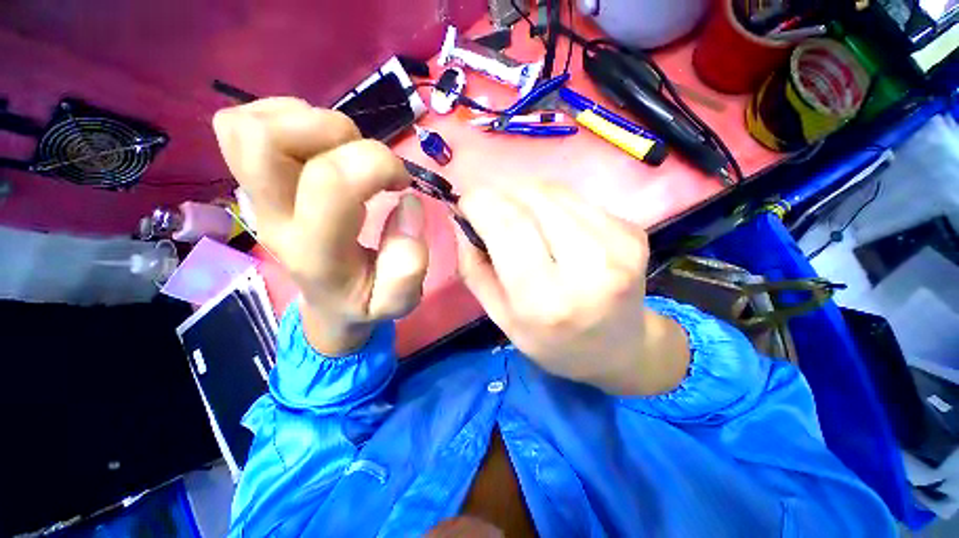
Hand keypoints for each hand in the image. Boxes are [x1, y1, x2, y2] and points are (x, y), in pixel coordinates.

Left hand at [213, 98, 427, 354]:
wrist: (320, 300)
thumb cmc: (358, 297)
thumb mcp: (394, 303)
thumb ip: (408, 264)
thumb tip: (405, 202)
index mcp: (312, 250)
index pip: (329, 179)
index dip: (376, 161)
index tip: (397, 180)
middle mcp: (274, 215)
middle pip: (262, 141)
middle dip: (321, 125)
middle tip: (347, 149)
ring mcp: (255, 193)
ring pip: (252, 125)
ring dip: (304, 117)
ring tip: (330, 147)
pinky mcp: (249, 175)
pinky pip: (246, 123)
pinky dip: (282, 113)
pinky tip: (307, 137)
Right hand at [456, 183, 688, 395]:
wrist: (622, 349)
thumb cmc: (557, 344)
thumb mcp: (504, 322)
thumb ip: (476, 270)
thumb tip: (462, 217)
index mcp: (547, 301)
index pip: (507, 226)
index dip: (480, 203)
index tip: (466, 203)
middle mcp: (588, 268)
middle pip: (532, 199)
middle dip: (501, 193)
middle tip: (490, 205)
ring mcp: (618, 247)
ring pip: (557, 192)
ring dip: (529, 195)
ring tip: (523, 215)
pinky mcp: (633, 233)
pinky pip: (581, 200)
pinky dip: (558, 204)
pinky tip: (558, 227)